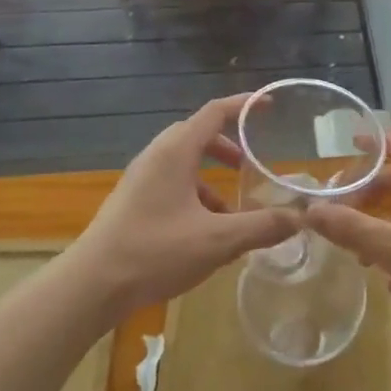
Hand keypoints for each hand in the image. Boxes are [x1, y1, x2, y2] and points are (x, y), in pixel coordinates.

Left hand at [71, 95, 298, 317]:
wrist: (90, 285)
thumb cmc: (155, 251)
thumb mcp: (217, 241)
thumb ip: (261, 227)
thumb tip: (299, 219)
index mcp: (176, 151)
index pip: (215, 112)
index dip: (244, 105)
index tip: (269, 106)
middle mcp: (156, 155)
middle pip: (198, 134)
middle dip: (228, 146)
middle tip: (250, 164)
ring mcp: (140, 178)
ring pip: (183, 162)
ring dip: (210, 176)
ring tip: (230, 209)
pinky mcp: (131, 200)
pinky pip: (170, 182)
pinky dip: (194, 194)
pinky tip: (203, 232)